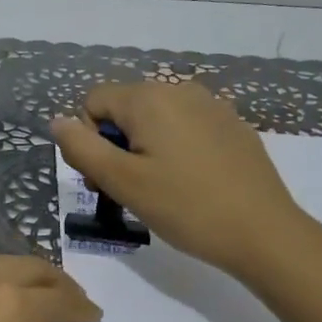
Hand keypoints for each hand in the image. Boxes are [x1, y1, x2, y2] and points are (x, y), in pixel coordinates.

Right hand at [51, 80, 321, 281]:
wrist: (263, 232)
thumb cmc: (186, 207)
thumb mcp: (122, 182)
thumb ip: (82, 148)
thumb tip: (57, 121)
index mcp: (149, 98)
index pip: (93, 102)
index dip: (89, 140)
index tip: (106, 179)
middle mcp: (179, 89)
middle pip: (124, 108)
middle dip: (116, 144)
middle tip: (129, 190)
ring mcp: (211, 105)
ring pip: (155, 119)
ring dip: (144, 148)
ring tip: (160, 189)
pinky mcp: (232, 125)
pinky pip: (186, 127)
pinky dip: (176, 149)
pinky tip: (192, 182)